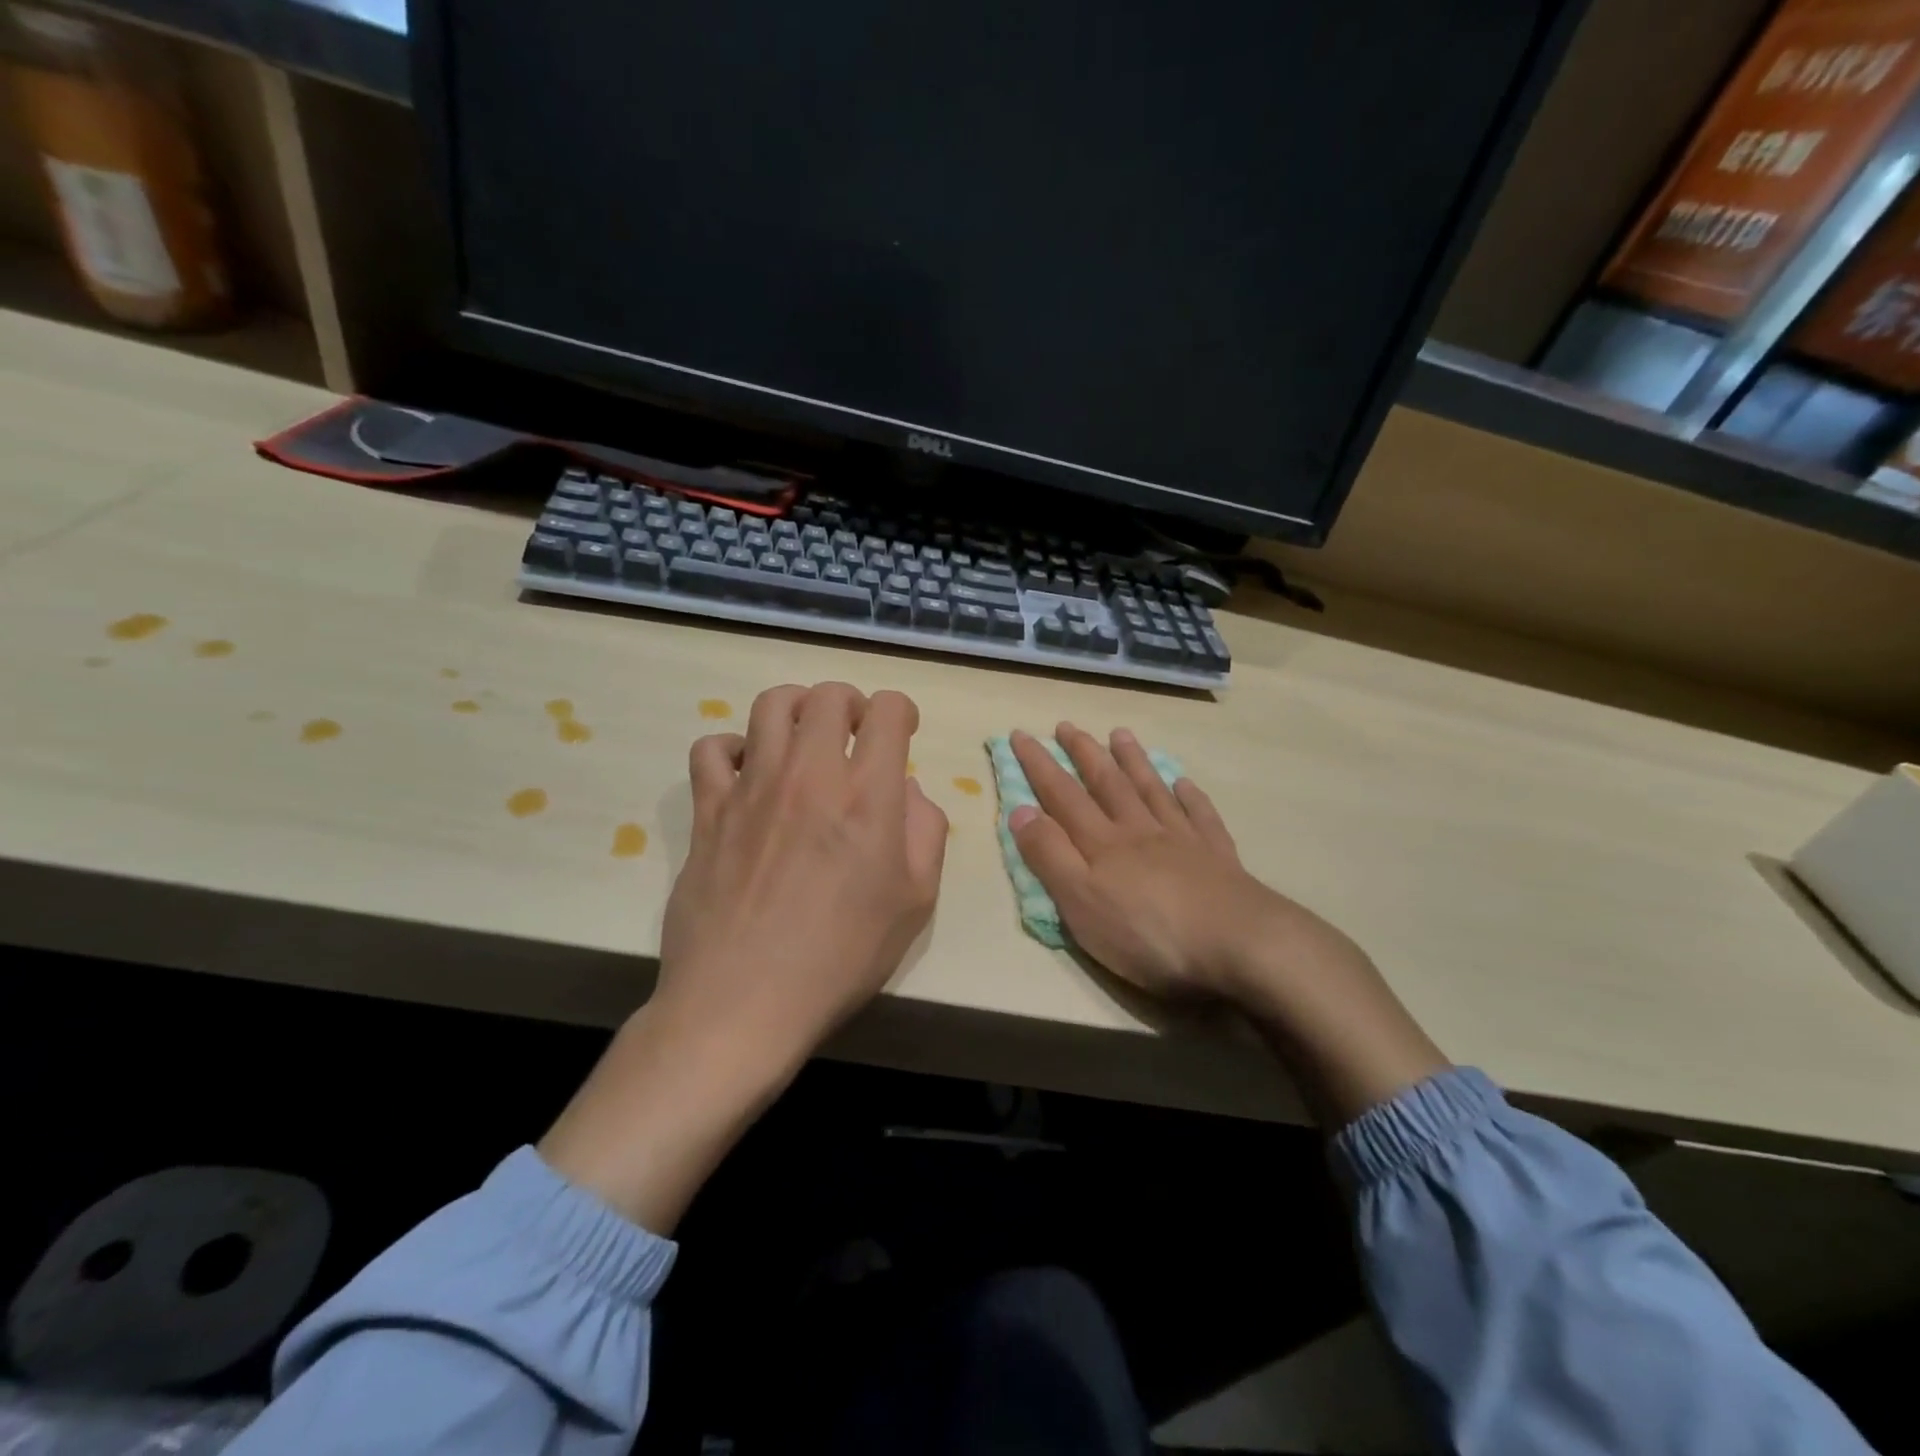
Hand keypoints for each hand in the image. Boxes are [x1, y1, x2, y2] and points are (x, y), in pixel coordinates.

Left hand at [542, 683, 946, 1229]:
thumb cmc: (841, 957)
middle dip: (850, 703)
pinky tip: (749, 773)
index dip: (900, 710)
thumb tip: (907, 790)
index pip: (886, 710)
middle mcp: (809, 774)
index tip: (901, 730)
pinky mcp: (709, 809)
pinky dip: (734, 747)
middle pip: (827, 695)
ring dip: (797, 710)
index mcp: (868, 796)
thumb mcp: (915, 902)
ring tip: (804, 740)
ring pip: (770, 704)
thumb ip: (926, 832)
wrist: (744, 1001)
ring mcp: (752, 787)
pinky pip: (712, 748)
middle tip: (854, 733)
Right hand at [1008, 723, 1356, 1001]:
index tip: (1020, 735)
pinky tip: (1184, 783)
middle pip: (1107, 783)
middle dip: (1083, 753)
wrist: (1238, 944)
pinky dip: (1189, 796)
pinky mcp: (1218, 857)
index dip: (1039, 765)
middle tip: (1067, 725)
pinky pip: (1201, 815)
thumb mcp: (1081, 902)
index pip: (1062, 795)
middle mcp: (1139, 830)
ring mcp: (1182, 840)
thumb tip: (1019, 810)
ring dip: (1133, 761)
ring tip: (1120, 734)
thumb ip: (1049, 856)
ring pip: (1151, 790)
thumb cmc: (1148, 932)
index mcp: (1102, 843)